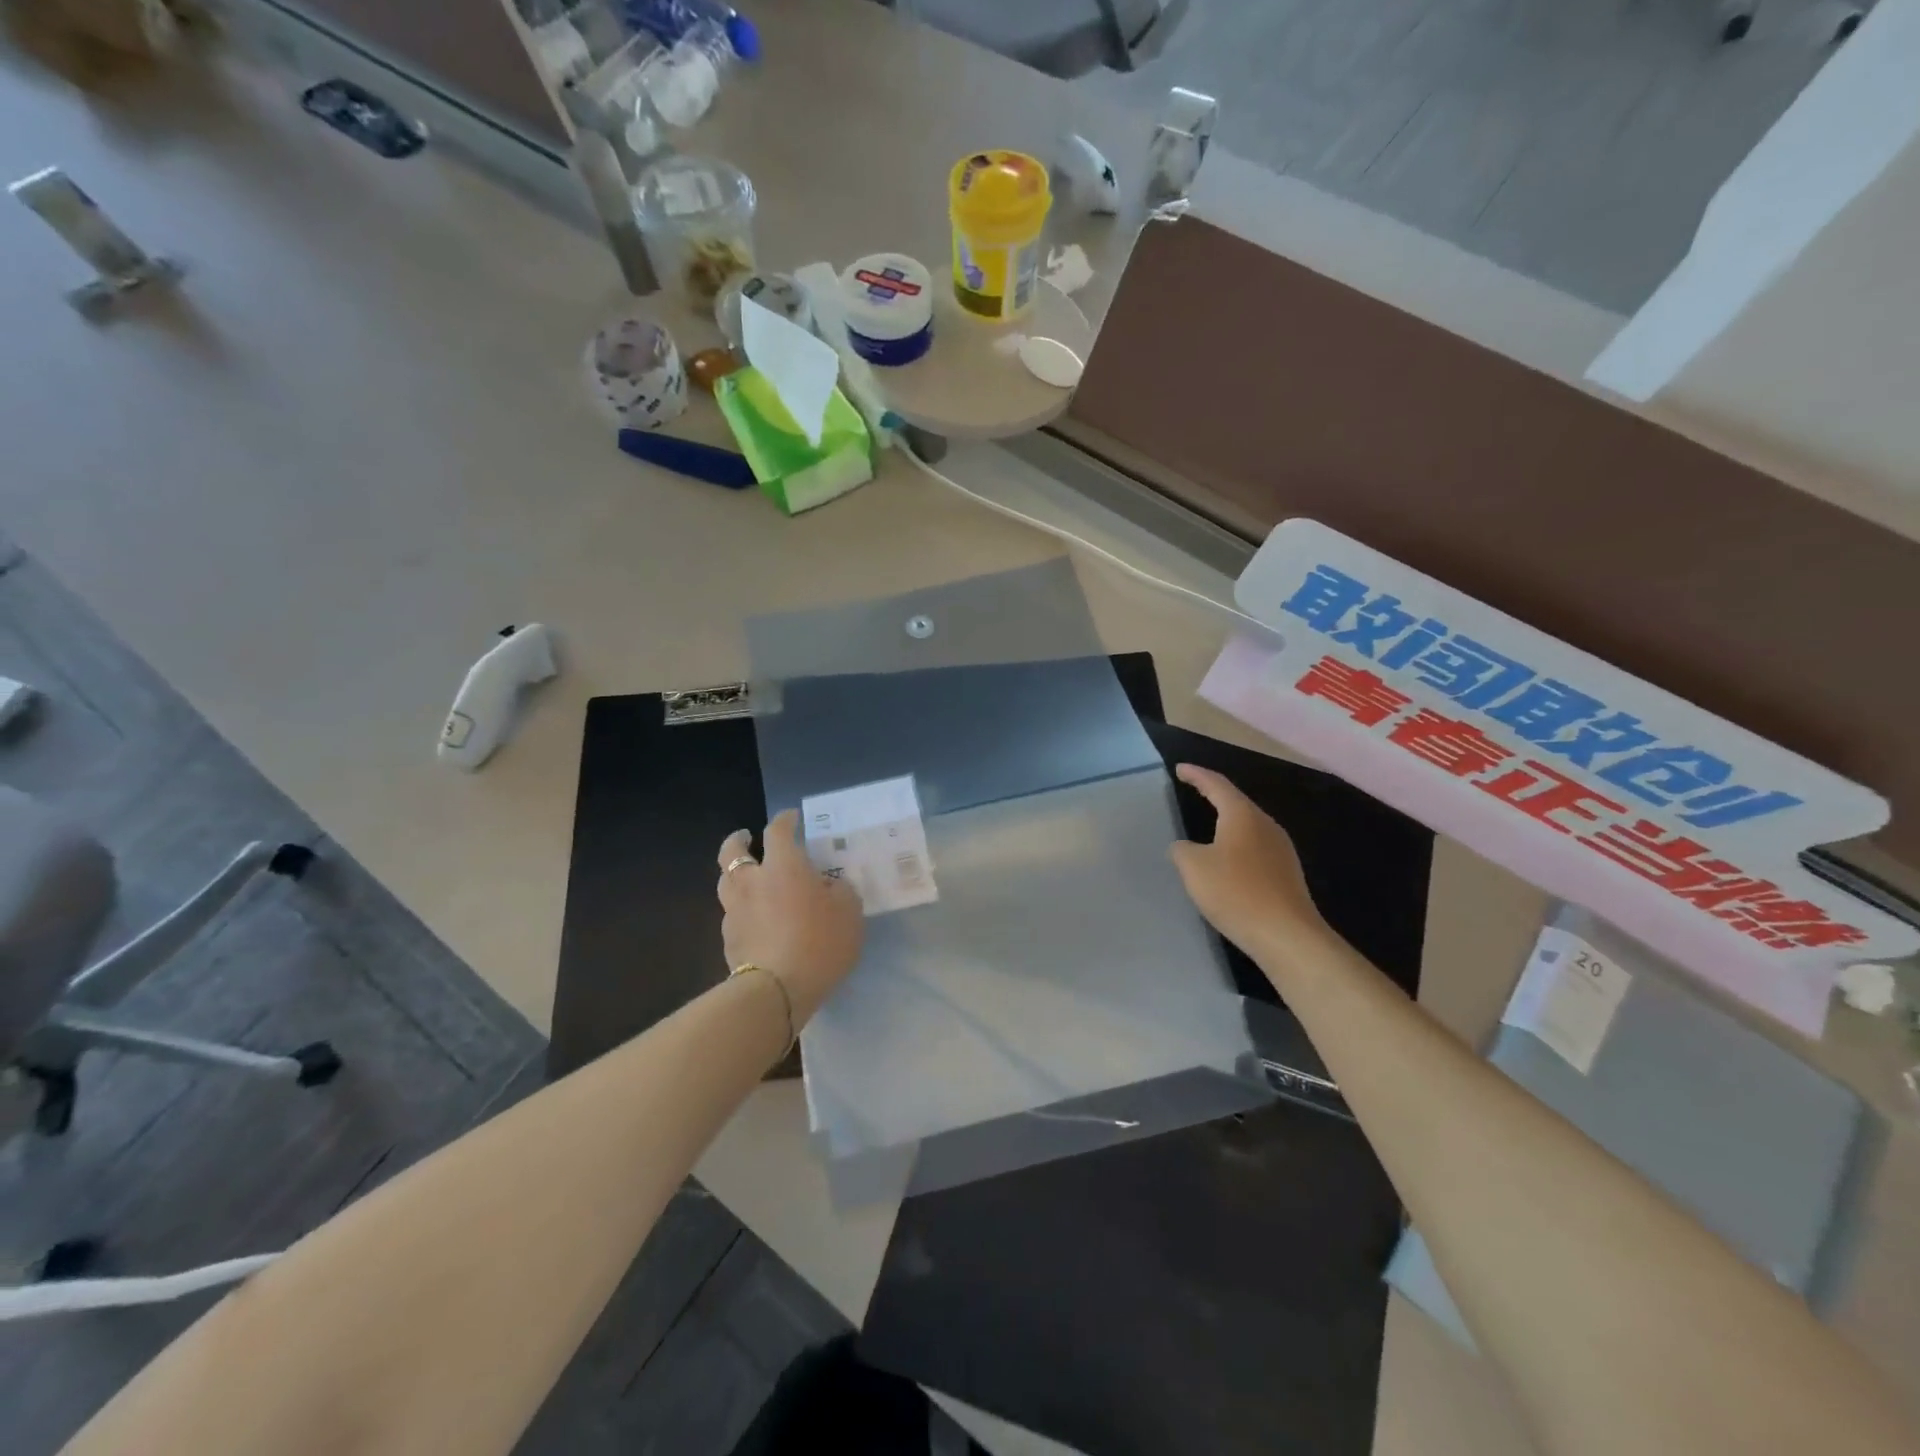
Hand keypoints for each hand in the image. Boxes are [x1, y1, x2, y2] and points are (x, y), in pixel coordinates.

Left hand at [716, 810, 864, 1025]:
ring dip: (736, 875)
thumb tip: (829, 887)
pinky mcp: (728, 941)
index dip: (785, 820)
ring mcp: (735, 912)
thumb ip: (840, 891)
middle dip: (739, 840)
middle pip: (732, 852)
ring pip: (726, 883)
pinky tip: (756, 920)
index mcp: (783, 866)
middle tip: (748, 838)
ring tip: (749, 880)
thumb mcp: (849, 911)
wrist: (777, 991)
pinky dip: (742, 910)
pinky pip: (733, 915)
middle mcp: (752, 882)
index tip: (792, 818)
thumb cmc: (819, 942)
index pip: (778, 831)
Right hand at [1170, 763, 1330, 961]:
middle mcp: (1265, 825)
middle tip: (1193, 789)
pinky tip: (1228, 859)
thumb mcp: (1194, 868)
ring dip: (1227, 821)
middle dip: (1214, 794)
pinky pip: (1256, 847)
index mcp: (1242, 815)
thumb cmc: (1235, 892)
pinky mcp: (1286, 872)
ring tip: (1208, 823)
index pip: (1216, 784)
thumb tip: (1184, 846)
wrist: (1286, 935)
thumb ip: (1182, 850)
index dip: (1196, 775)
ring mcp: (1281, 849)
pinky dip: (1237, 844)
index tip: (1180, 769)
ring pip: (1248, 825)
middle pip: (1236, 802)